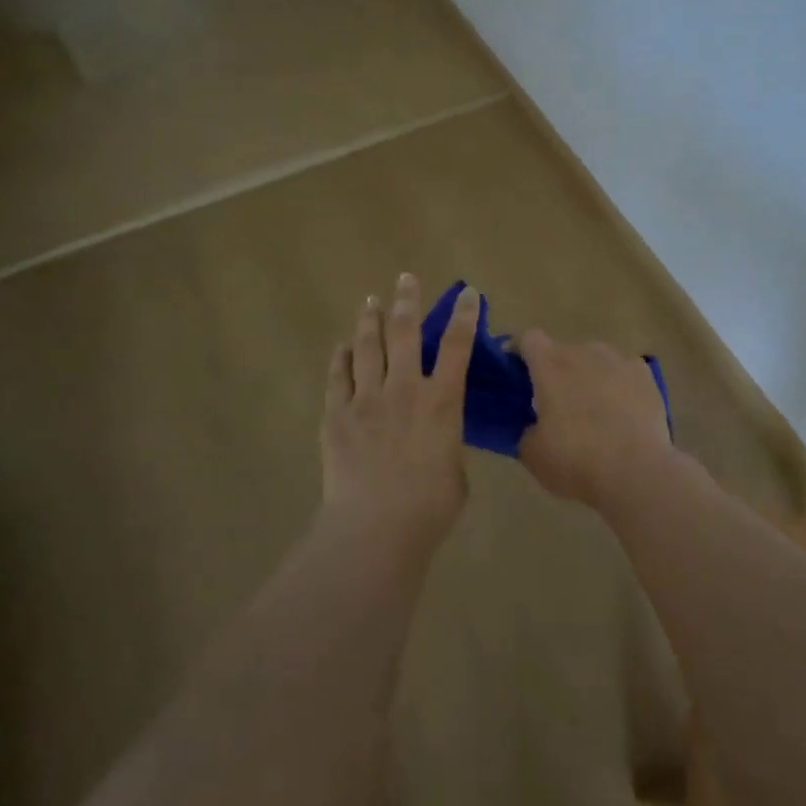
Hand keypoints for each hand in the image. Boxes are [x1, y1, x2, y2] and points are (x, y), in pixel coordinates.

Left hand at [321, 274, 480, 543]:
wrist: (375, 527)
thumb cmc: (429, 508)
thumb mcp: (455, 473)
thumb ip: (446, 446)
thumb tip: (437, 440)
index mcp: (441, 402)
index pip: (458, 347)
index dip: (465, 316)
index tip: (468, 293)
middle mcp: (405, 389)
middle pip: (405, 333)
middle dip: (407, 301)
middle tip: (405, 279)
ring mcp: (366, 399)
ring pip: (368, 347)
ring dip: (370, 320)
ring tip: (370, 301)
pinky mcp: (337, 415)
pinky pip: (338, 377)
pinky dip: (341, 358)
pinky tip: (343, 346)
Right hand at [518, 330, 673, 507]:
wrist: (636, 471)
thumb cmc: (575, 459)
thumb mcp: (533, 454)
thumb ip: (527, 431)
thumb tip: (534, 427)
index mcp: (549, 364)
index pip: (527, 339)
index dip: (519, 352)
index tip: (516, 373)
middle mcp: (583, 351)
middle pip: (563, 351)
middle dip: (557, 371)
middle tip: (556, 405)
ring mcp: (618, 360)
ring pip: (595, 360)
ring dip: (589, 377)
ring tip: (594, 411)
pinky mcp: (645, 375)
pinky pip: (624, 374)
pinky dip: (620, 387)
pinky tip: (624, 414)